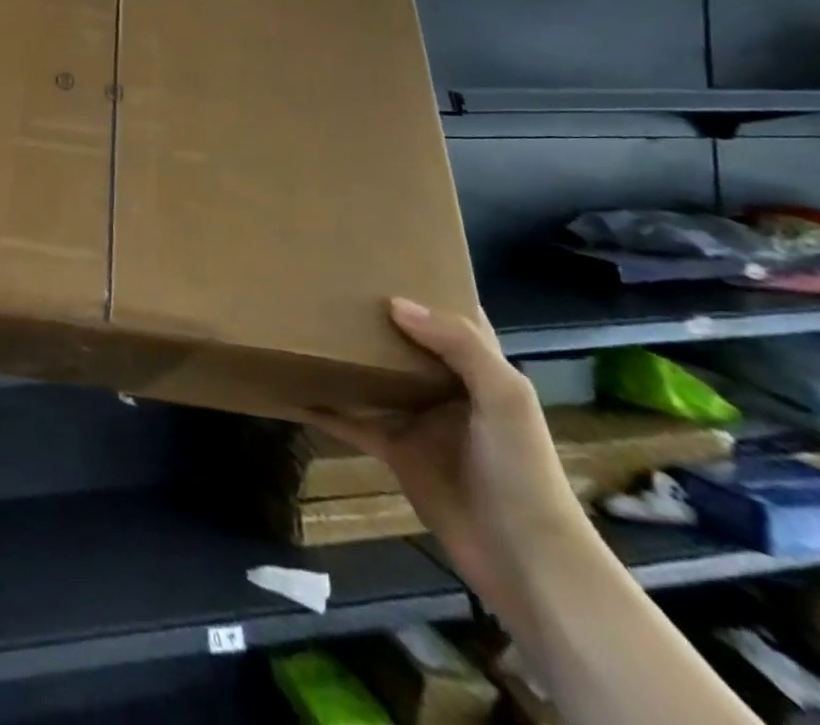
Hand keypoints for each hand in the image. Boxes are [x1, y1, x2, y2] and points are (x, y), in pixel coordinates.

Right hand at [299, 299, 587, 626]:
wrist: (524, 560)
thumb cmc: (521, 471)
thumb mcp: (504, 398)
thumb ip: (459, 345)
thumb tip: (394, 303)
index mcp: (480, 371)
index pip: (454, 319)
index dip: (427, 290)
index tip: (384, 260)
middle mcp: (447, 389)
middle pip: (404, 344)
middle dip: (374, 318)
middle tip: (329, 285)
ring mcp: (418, 421)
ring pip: (375, 378)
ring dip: (346, 358)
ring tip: (304, 326)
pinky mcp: (395, 451)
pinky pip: (353, 422)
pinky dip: (326, 409)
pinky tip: (295, 392)